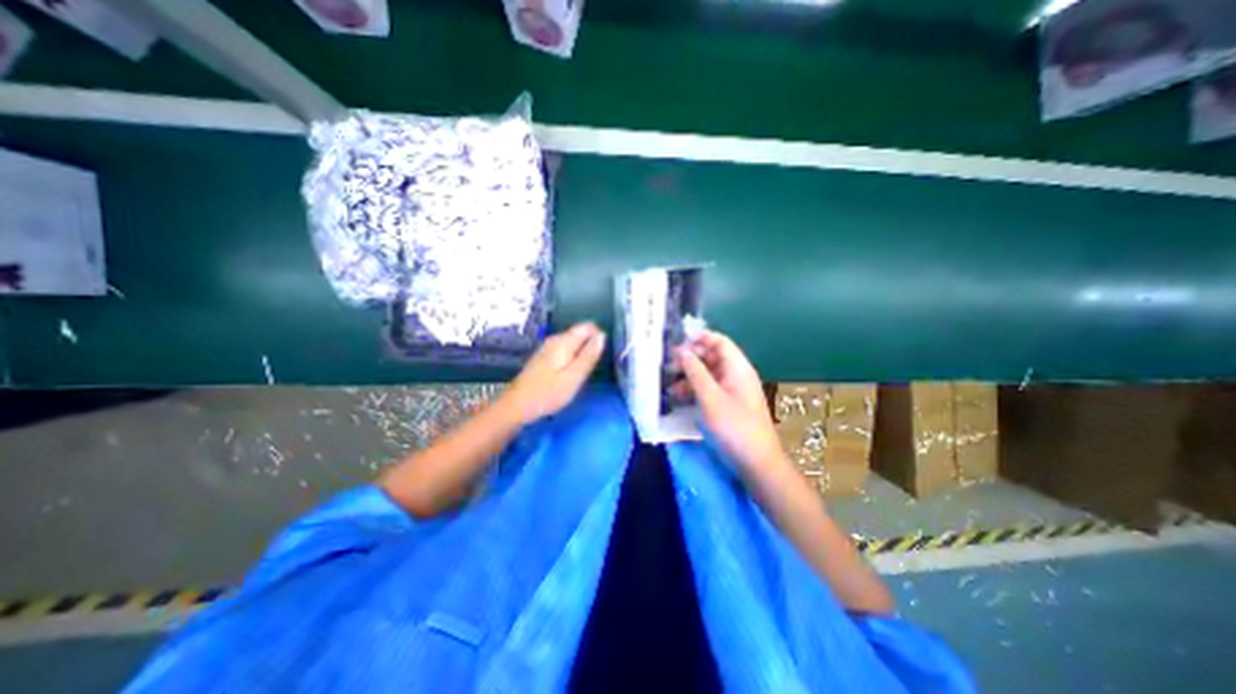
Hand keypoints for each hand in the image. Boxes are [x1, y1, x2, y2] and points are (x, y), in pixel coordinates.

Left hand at [505, 321, 605, 421]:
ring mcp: (547, 347)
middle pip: (580, 333)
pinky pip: (565, 351)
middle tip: (590, 369)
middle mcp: (555, 339)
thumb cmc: (549, 393)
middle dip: (590, 347)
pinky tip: (569, 375)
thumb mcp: (575, 376)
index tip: (600, 357)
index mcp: (564, 341)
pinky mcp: (544, 357)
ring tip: (581, 374)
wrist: (518, 405)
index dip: (599, 338)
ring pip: (573, 343)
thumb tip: (602, 335)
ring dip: (581, 354)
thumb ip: (589, 355)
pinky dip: (571, 359)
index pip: (588, 326)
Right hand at [675, 330, 779, 471]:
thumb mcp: (710, 397)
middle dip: (690, 359)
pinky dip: (694, 391)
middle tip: (669, 365)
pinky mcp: (727, 406)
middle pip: (712, 357)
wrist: (756, 464)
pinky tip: (679, 399)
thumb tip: (682, 351)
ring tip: (670, 385)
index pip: (719, 341)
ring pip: (708, 375)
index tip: (677, 342)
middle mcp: (735, 376)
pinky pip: (709, 391)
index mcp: (737, 368)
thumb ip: (695, 372)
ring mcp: (731, 392)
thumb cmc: (734, 427)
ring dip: (689, 377)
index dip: (699, 338)